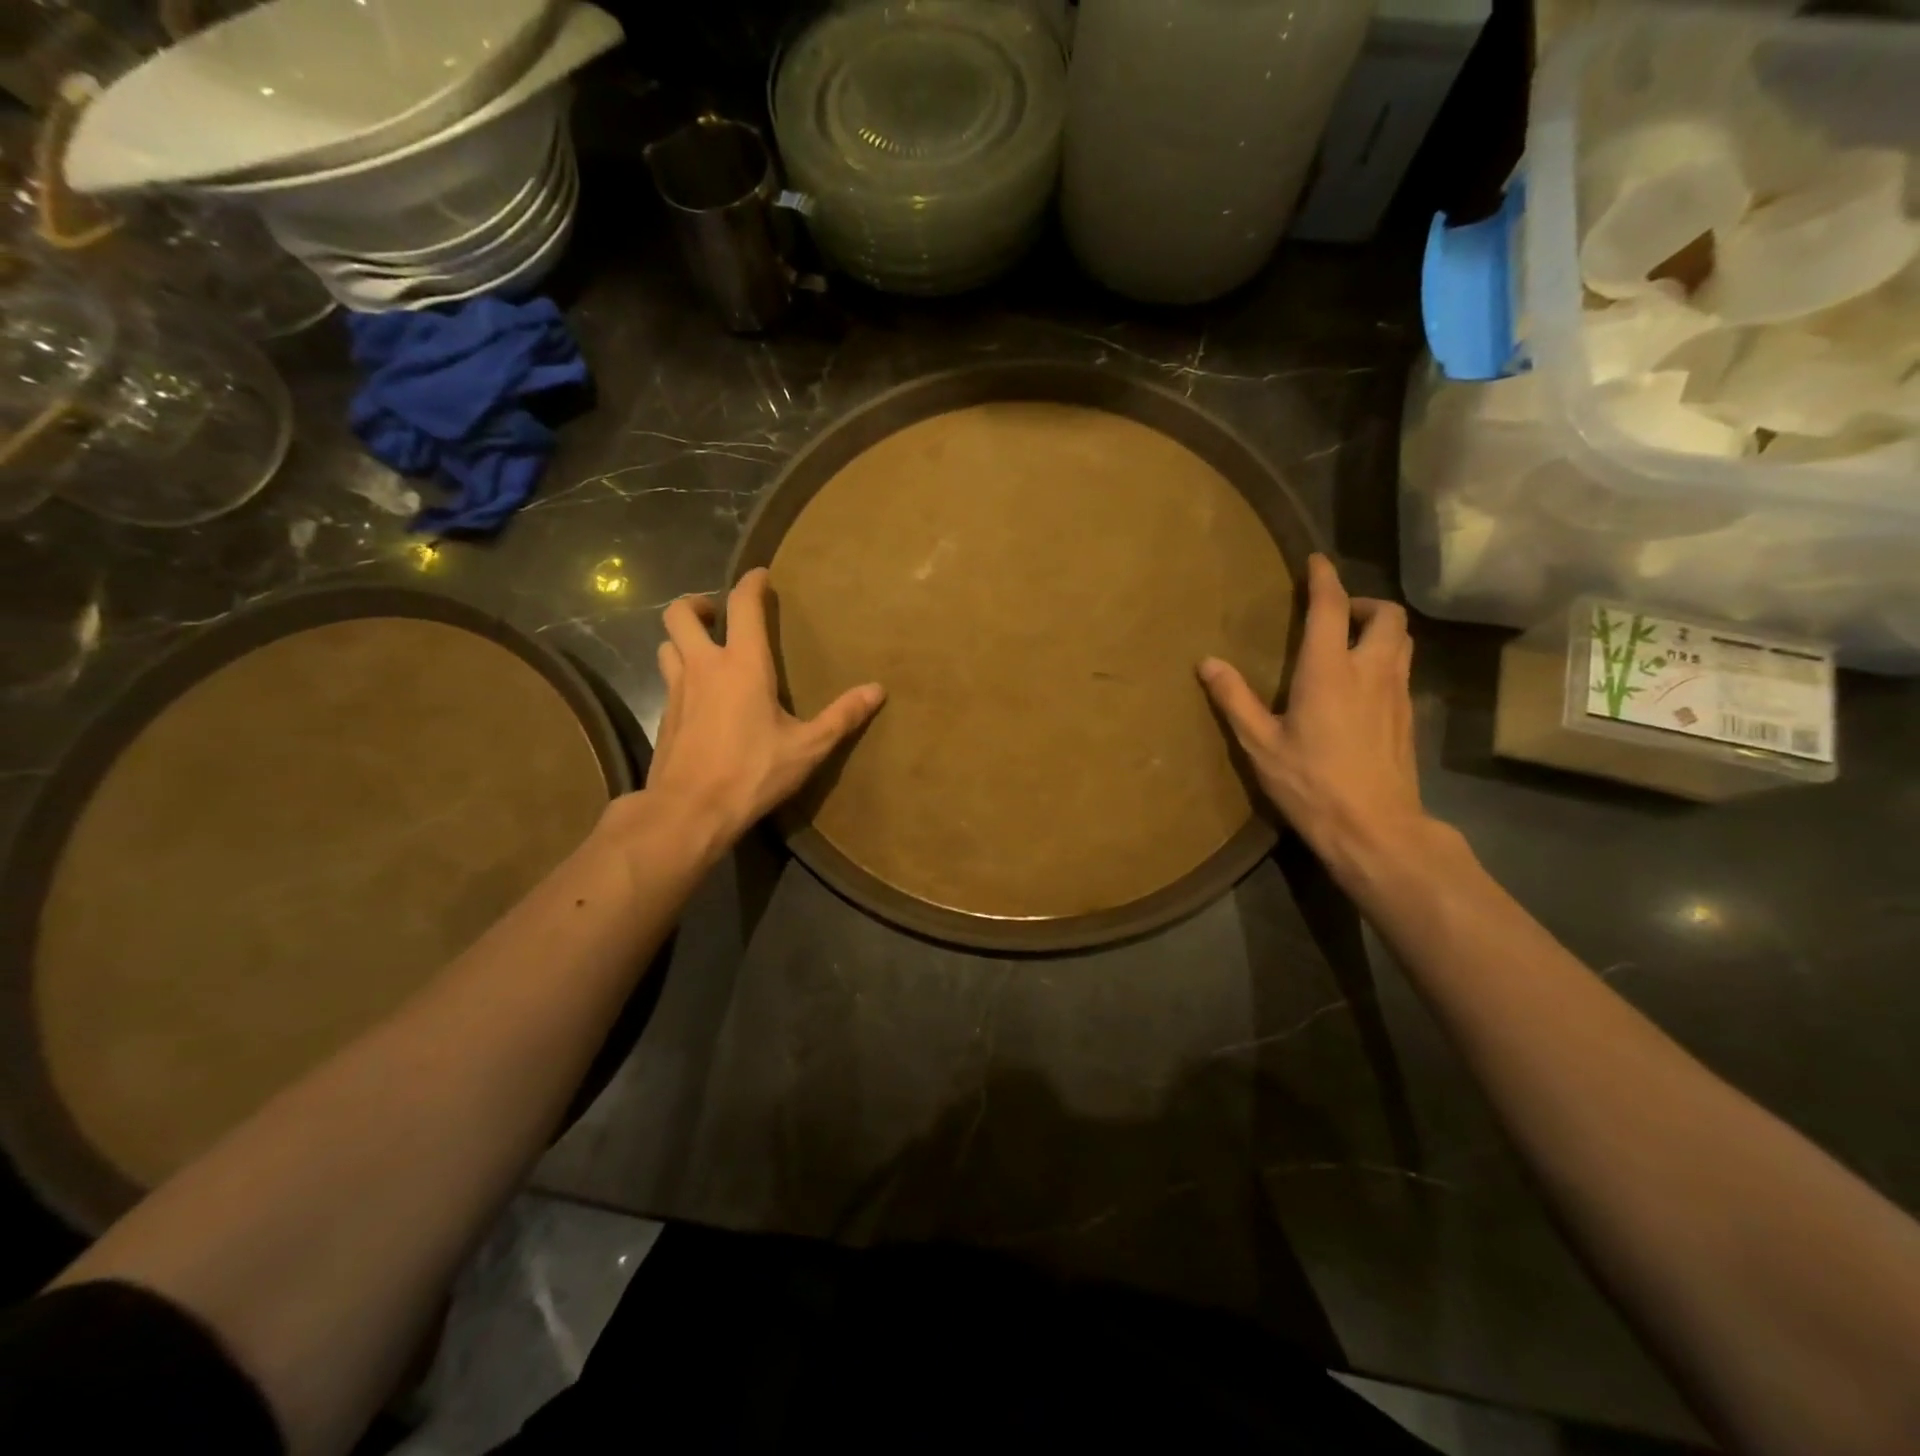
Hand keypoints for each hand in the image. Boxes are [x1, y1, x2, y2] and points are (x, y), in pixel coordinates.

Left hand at [641, 568, 883, 850]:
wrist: (689, 811)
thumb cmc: (752, 772)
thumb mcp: (807, 748)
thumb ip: (842, 716)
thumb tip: (877, 690)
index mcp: (742, 665)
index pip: (742, 605)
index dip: (750, 583)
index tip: (760, 575)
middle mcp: (703, 667)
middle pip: (680, 614)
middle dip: (697, 603)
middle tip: (719, 615)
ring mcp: (676, 690)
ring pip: (667, 644)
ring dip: (683, 638)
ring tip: (705, 651)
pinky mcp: (663, 716)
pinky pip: (668, 679)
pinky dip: (680, 673)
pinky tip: (699, 697)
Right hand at [1199, 553, 1432, 881]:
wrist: (1375, 829)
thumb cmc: (1311, 784)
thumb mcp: (1260, 744)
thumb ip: (1234, 699)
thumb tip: (1207, 662)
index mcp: (1329, 671)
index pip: (1332, 608)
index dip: (1325, 578)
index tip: (1315, 561)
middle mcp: (1371, 671)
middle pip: (1387, 615)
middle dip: (1363, 603)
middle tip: (1334, 615)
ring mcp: (1397, 694)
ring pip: (1403, 640)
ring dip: (1379, 629)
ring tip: (1348, 644)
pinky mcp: (1409, 717)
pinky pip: (1402, 669)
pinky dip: (1385, 659)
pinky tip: (1360, 687)